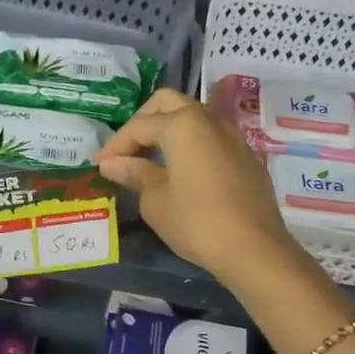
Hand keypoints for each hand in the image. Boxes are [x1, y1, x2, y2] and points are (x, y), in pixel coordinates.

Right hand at [95, 88, 299, 283]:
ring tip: (151, 161)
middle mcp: (209, 120)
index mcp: (182, 125)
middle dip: (143, 122)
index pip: (139, 126)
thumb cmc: (196, 222)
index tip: (100, 165)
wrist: (253, 249)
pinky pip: (211, 138)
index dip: (116, 144)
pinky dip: (190, 146)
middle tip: (127, 151)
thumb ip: (135, 174)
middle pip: (168, 104)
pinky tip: (181, 173)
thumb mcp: (155, 201)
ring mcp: (233, 136)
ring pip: (193, 118)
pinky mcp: (246, 157)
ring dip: (169, 131)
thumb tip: (113, 163)